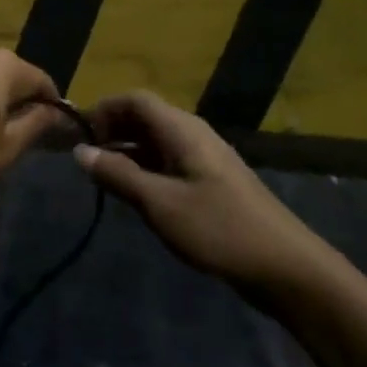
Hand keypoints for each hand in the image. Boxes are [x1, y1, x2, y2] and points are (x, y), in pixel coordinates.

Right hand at [76, 92, 334, 286]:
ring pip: (157, 141)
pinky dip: (146, 168)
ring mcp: (205, 158)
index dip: (104, 110)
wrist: (286, 267)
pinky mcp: (212, 182)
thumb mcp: (160, 203)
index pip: (135, 100)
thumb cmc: (219, 229)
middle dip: (113, 130)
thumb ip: (118, 175)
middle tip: (88, 160)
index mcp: (182, 130)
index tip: (81, 137)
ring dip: (128, 151)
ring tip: (105, 179)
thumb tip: (80, 150)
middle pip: (146, 116)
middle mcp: (193, 134)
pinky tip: (137, 195)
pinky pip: (170, 161)